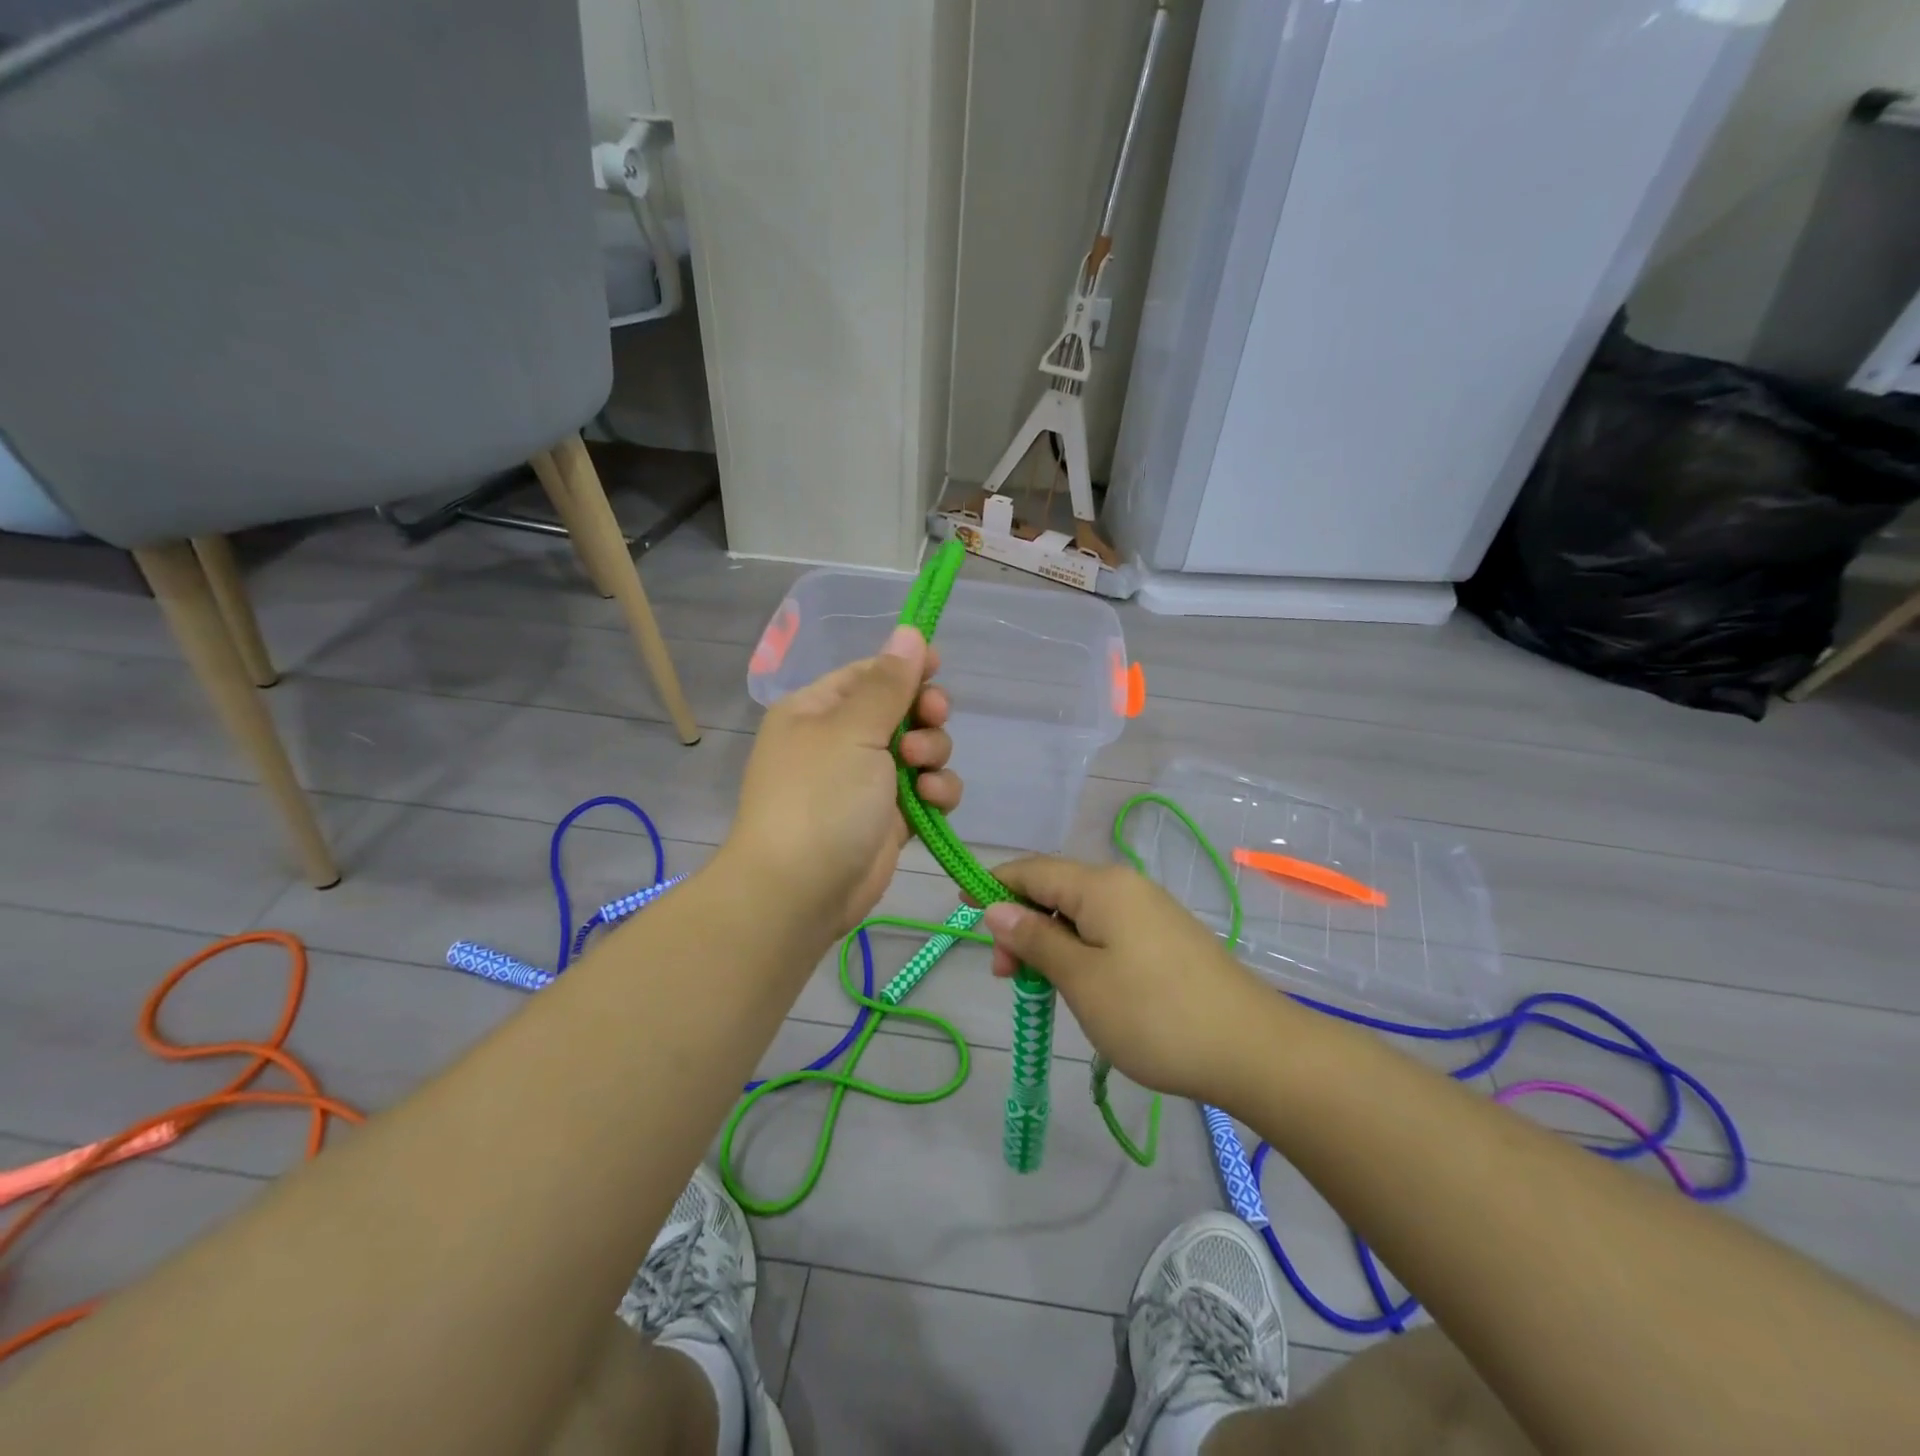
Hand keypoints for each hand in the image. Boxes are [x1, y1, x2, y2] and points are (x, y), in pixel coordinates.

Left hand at [728, 625, 959, 937]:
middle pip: (901, 709)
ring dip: (933, 754)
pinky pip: (926, 790)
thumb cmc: (819, 797)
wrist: (799, 892)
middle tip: (932, 719)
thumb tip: (909, 631)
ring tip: (921, 771)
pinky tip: (933, 800)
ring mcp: (866, 781)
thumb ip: (889, 682)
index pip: (869, 673)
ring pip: (920, 750)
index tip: (939, 667)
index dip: (906, 667)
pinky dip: (936, 791)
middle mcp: (841, 741)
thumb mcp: (853, 730)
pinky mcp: (889, 818)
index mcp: (818, 710)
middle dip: (924, 714)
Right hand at [981, 857, 1278, 1104]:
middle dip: (1021, 923)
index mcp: (1101, 885)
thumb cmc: (1154, 1014)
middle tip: (1005, 977)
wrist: (1253, 1049)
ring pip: (1080, 914)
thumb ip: (1036, 939)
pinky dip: (1079, 950)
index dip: (993, 886)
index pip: (1032, 870)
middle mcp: (1125, 886)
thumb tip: (996, 908)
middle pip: (1055, 890)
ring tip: (1038, 988)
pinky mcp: (1165, 938)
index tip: (961, 912)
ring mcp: (1150, 911)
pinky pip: (1106, 931)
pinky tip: (1078, 984)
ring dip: (1049, 941)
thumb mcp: (1082, 979)